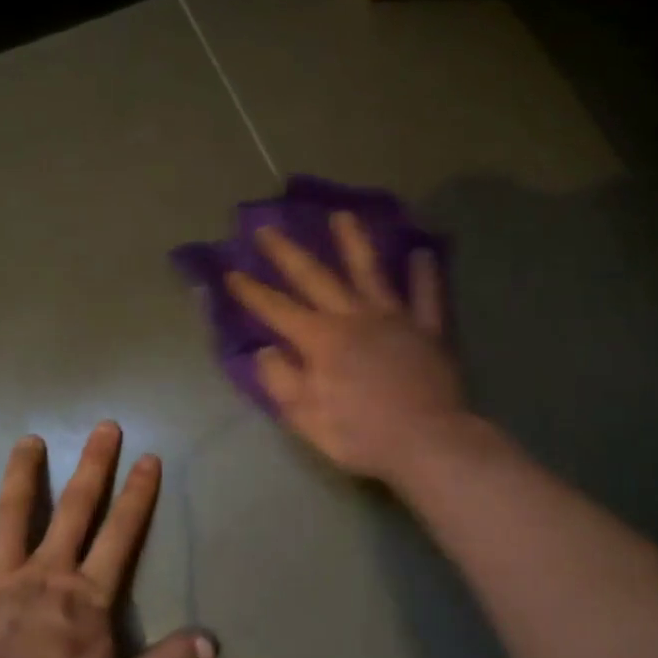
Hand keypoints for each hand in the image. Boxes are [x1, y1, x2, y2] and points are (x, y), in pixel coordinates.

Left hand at [0, 422, 216, 657]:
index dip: (137, 495)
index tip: (148, 458)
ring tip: (28, 440)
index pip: (121, 534)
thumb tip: (212, 643)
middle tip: (104, 426)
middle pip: (74, 509)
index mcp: (87, 596)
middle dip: (93, 466)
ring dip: (21, 476)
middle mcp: (46, 573)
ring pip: (11, 515)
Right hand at [226, 211, 468, 484]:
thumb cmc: (361, 435)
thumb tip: (264, 351)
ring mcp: (393, 318)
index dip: (252, 292)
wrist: (427, 442)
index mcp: (321, 341)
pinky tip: (422, 252)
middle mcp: (354, 318)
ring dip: (354, 243)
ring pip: (370, 272)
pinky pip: (427, 296)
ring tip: (343, 215)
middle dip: (288, 253)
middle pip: (316, 278)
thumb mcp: (307, 418)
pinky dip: (425, 274)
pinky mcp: (427, 330)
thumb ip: (282, 381)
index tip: (230, 271)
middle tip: (267, 228)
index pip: (277, 310)